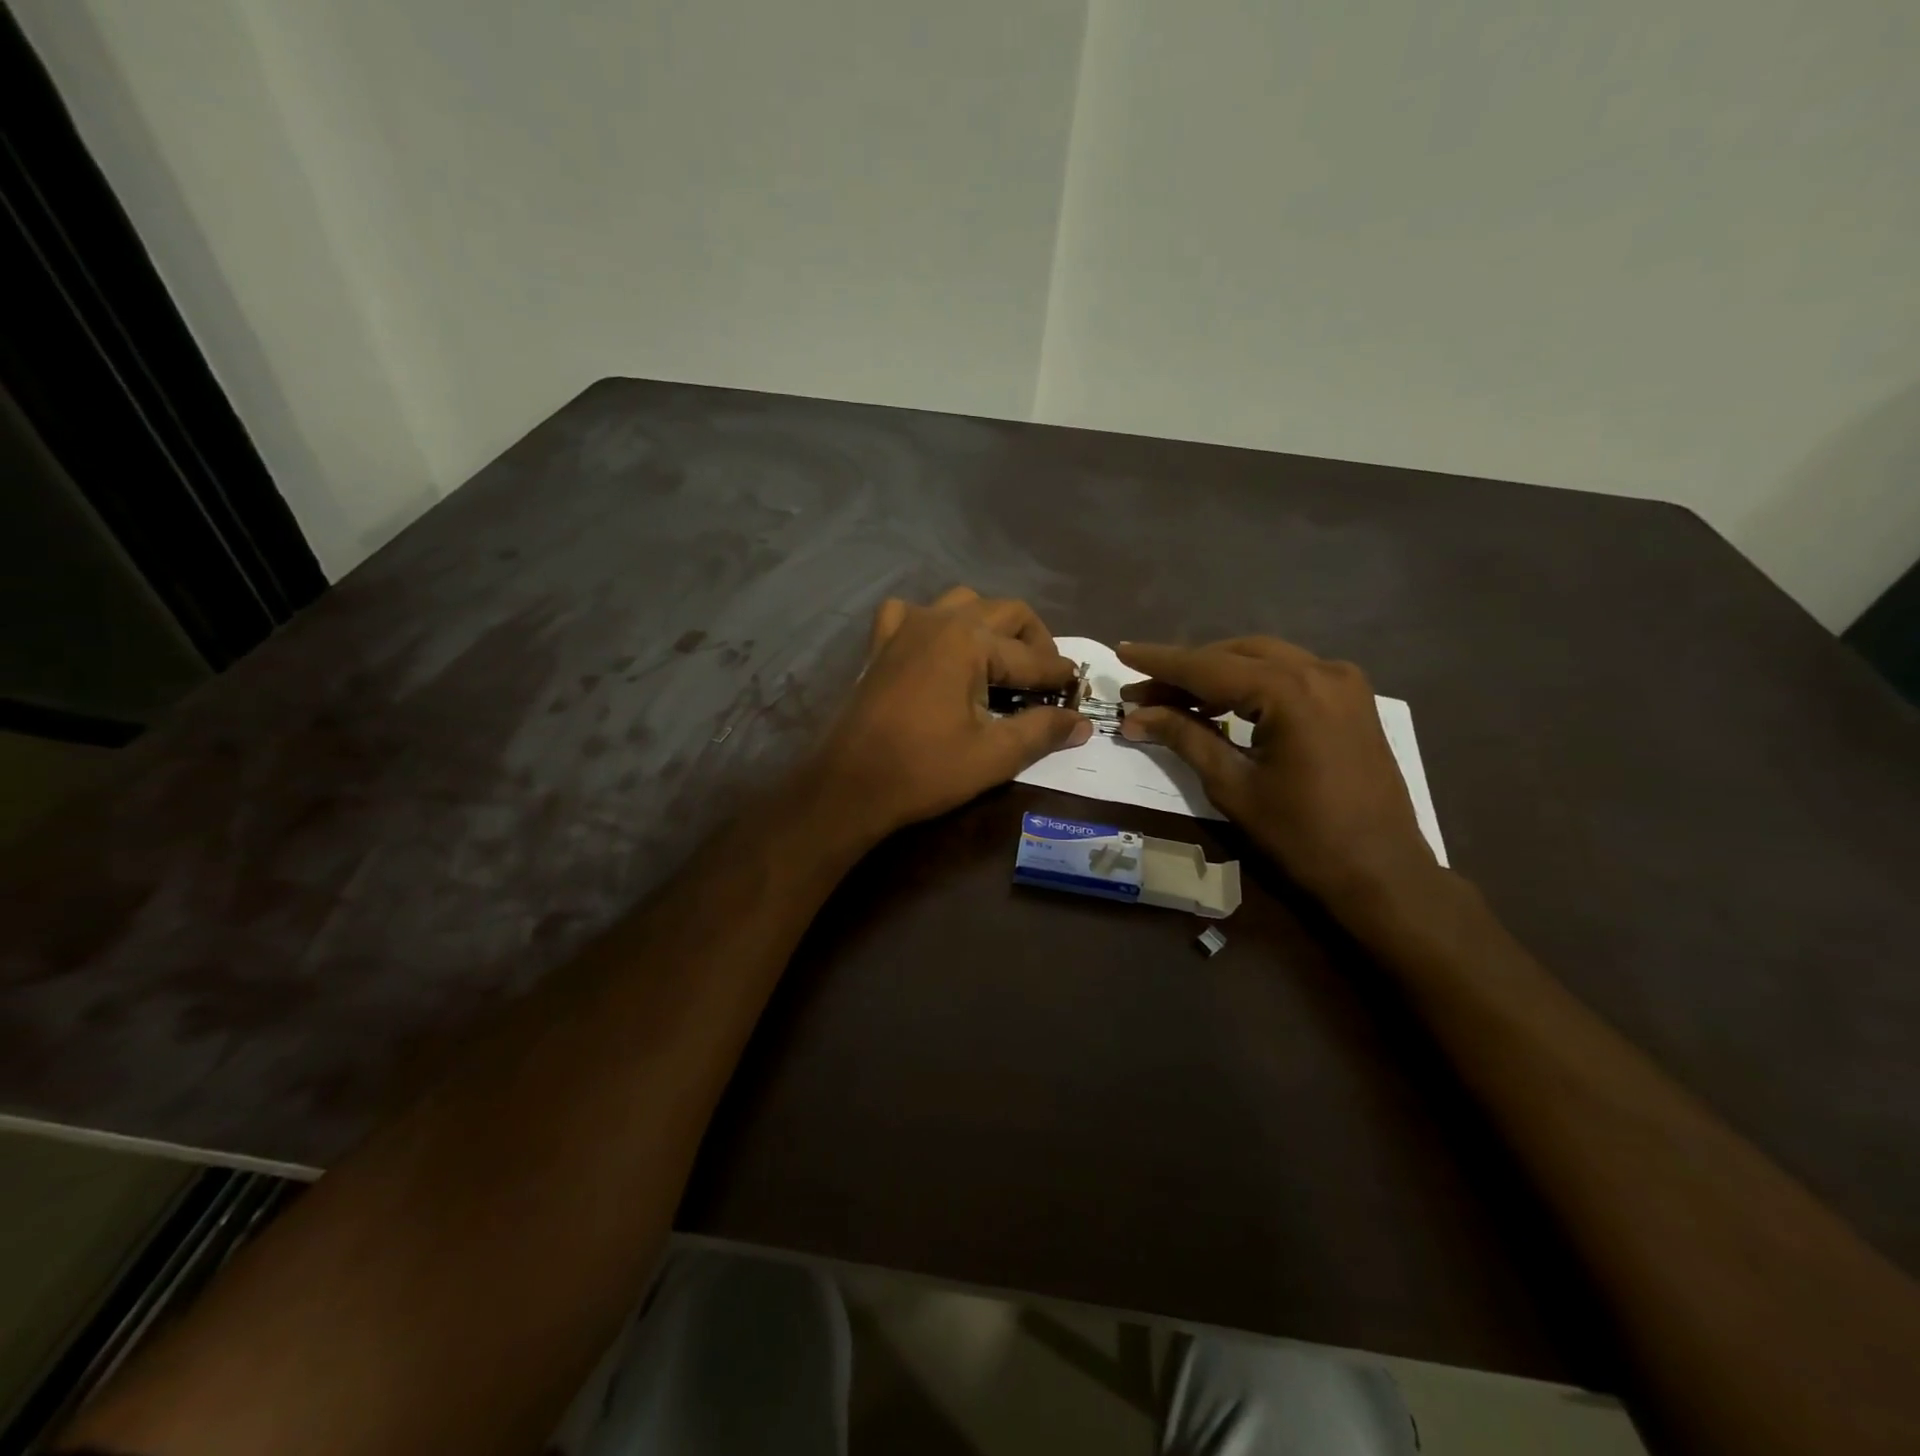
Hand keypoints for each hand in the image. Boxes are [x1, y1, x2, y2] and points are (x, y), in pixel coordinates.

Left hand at [816, 588, 1091, 837]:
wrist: (851, 785)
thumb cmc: (925, 770)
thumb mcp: (994, 755)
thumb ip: (1042, 731)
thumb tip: (1081, 723)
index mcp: (970, 640)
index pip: (1032, 656)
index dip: (1059, 676)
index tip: (1077, 691)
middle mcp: (940, 620)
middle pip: (1005, 612)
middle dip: (1034, 641)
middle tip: (1045, 678)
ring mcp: (906, 627)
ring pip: (962, 603)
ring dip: (989, 624)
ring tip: (1000, 660)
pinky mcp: (881, 644)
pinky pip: (910, 613)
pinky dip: (931, 622)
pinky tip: (937, 648)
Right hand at [1117, 637, 1437, 907]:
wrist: (1382, 872)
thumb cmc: (1301, 835)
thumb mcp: (1233, 785)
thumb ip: (1184, 738)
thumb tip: (1136, 715)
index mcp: (1290, 691)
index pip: (1209, 667)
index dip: (1161, 662)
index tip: (1122, 652)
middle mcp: (1320, 671)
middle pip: (1235, 655)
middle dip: (1185, 671)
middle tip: (1142, 693)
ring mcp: (1342, 681)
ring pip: (1263, 659)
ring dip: (1216, 674)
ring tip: (1173, 699)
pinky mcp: (1351, 699)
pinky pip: (1289, 674)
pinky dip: (1251, 682)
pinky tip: (1222, 703)